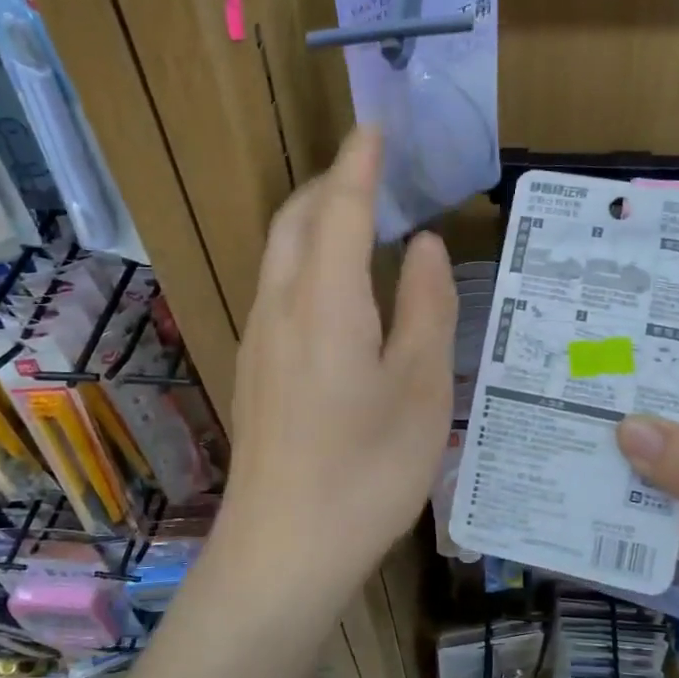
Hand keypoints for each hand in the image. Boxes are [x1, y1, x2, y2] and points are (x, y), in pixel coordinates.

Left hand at [222, 128, 457, 597]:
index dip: (359, 162)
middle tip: (373, 171)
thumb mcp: (420, 388)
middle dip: (329, 183)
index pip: (339, 206)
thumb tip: (421, 244)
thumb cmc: (367, 471)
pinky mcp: (254, 368)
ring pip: (278, 252)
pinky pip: (276, 286)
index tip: (376, 127)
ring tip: (357, 216)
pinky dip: (304, 257)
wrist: (283, 550)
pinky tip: (335, 285)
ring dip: (312, 219)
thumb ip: (424, 306)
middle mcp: (280, 306)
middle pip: (295, 219)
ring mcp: (258, 338)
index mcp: (325, 301)